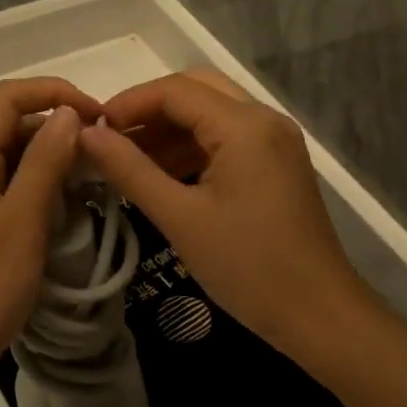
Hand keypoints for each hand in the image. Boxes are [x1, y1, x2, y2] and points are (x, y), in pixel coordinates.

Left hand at [0, 77, 103, 406]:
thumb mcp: (19, 226)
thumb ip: (43, 165)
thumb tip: (68, 113)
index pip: (7, 98)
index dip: (53, 92)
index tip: (98, 117)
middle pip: (13, 126)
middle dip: (60, 127)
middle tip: (107, 155)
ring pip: (16, 160)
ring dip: (56, 160)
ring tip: (98, 181)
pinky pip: (15, 192)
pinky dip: (46, 190)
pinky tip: (72, 211)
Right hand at [78, 71, 362, 350]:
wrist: (320, 316)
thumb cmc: (248, 267)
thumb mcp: (180, 218)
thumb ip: (130, 169)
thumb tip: (86, 134)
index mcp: (244, 125)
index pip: (175, 90)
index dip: (128, 103)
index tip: (92, 130)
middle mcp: (264, 119)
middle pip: (195, 91)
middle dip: (149, 111)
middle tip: (110, 140)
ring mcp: (275, 140)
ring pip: (211, 113)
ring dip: (169, 130)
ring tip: (127, 161)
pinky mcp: (276, 163)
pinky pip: (226, 138)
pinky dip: (191, 147)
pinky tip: (161, 175)